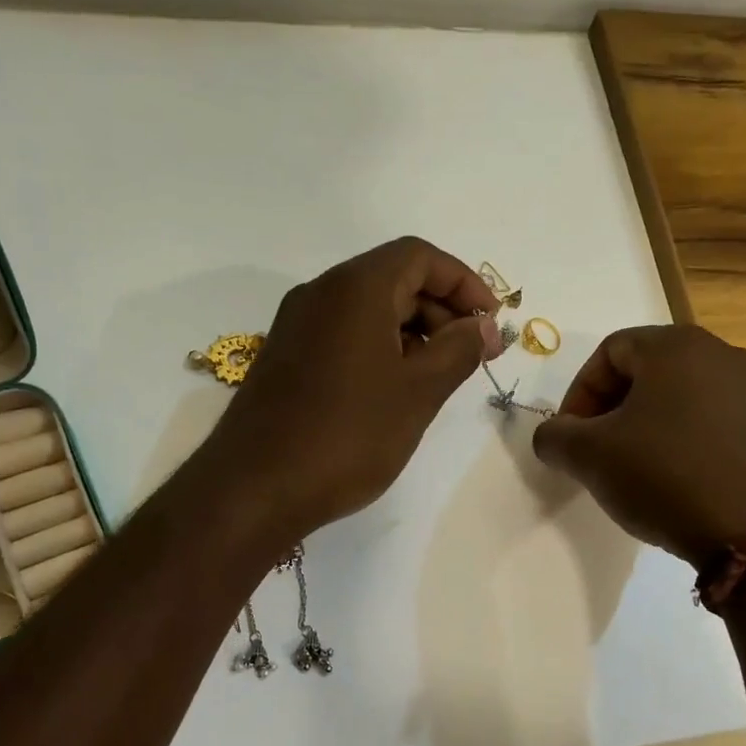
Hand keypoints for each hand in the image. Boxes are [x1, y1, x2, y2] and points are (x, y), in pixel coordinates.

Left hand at [207, 237, 505, 538]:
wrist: (255, 488)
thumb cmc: (348, 435)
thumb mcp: (418, 393)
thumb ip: (458, 350)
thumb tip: (484, 326)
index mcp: (355, 288)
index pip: (420, 257)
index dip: (464, 283)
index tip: (490, 324)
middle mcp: (320, 293)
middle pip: (393, 279)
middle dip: (441, 310)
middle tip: (471, 355)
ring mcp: (296, 326)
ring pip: (368, 309)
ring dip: (412, 332)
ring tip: (437, 378)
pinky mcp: (285, 358)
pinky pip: (343, 334)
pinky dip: (380, 348)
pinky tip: (395, 391)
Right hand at [531, 325, 745, 565]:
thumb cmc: (666, 476)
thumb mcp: (590, 457)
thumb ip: (555, 436)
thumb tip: (552, 435)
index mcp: (676, 346)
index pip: (609, 352)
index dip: (579, 393)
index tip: (570, 437)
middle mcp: (721, 354)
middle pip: (646, 371)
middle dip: (610, 410)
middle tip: (596, 452)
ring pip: (679, 397)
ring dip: (645, 427)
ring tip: (633, 470)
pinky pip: (711, 422)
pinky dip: (682, 442)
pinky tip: (674, 481)